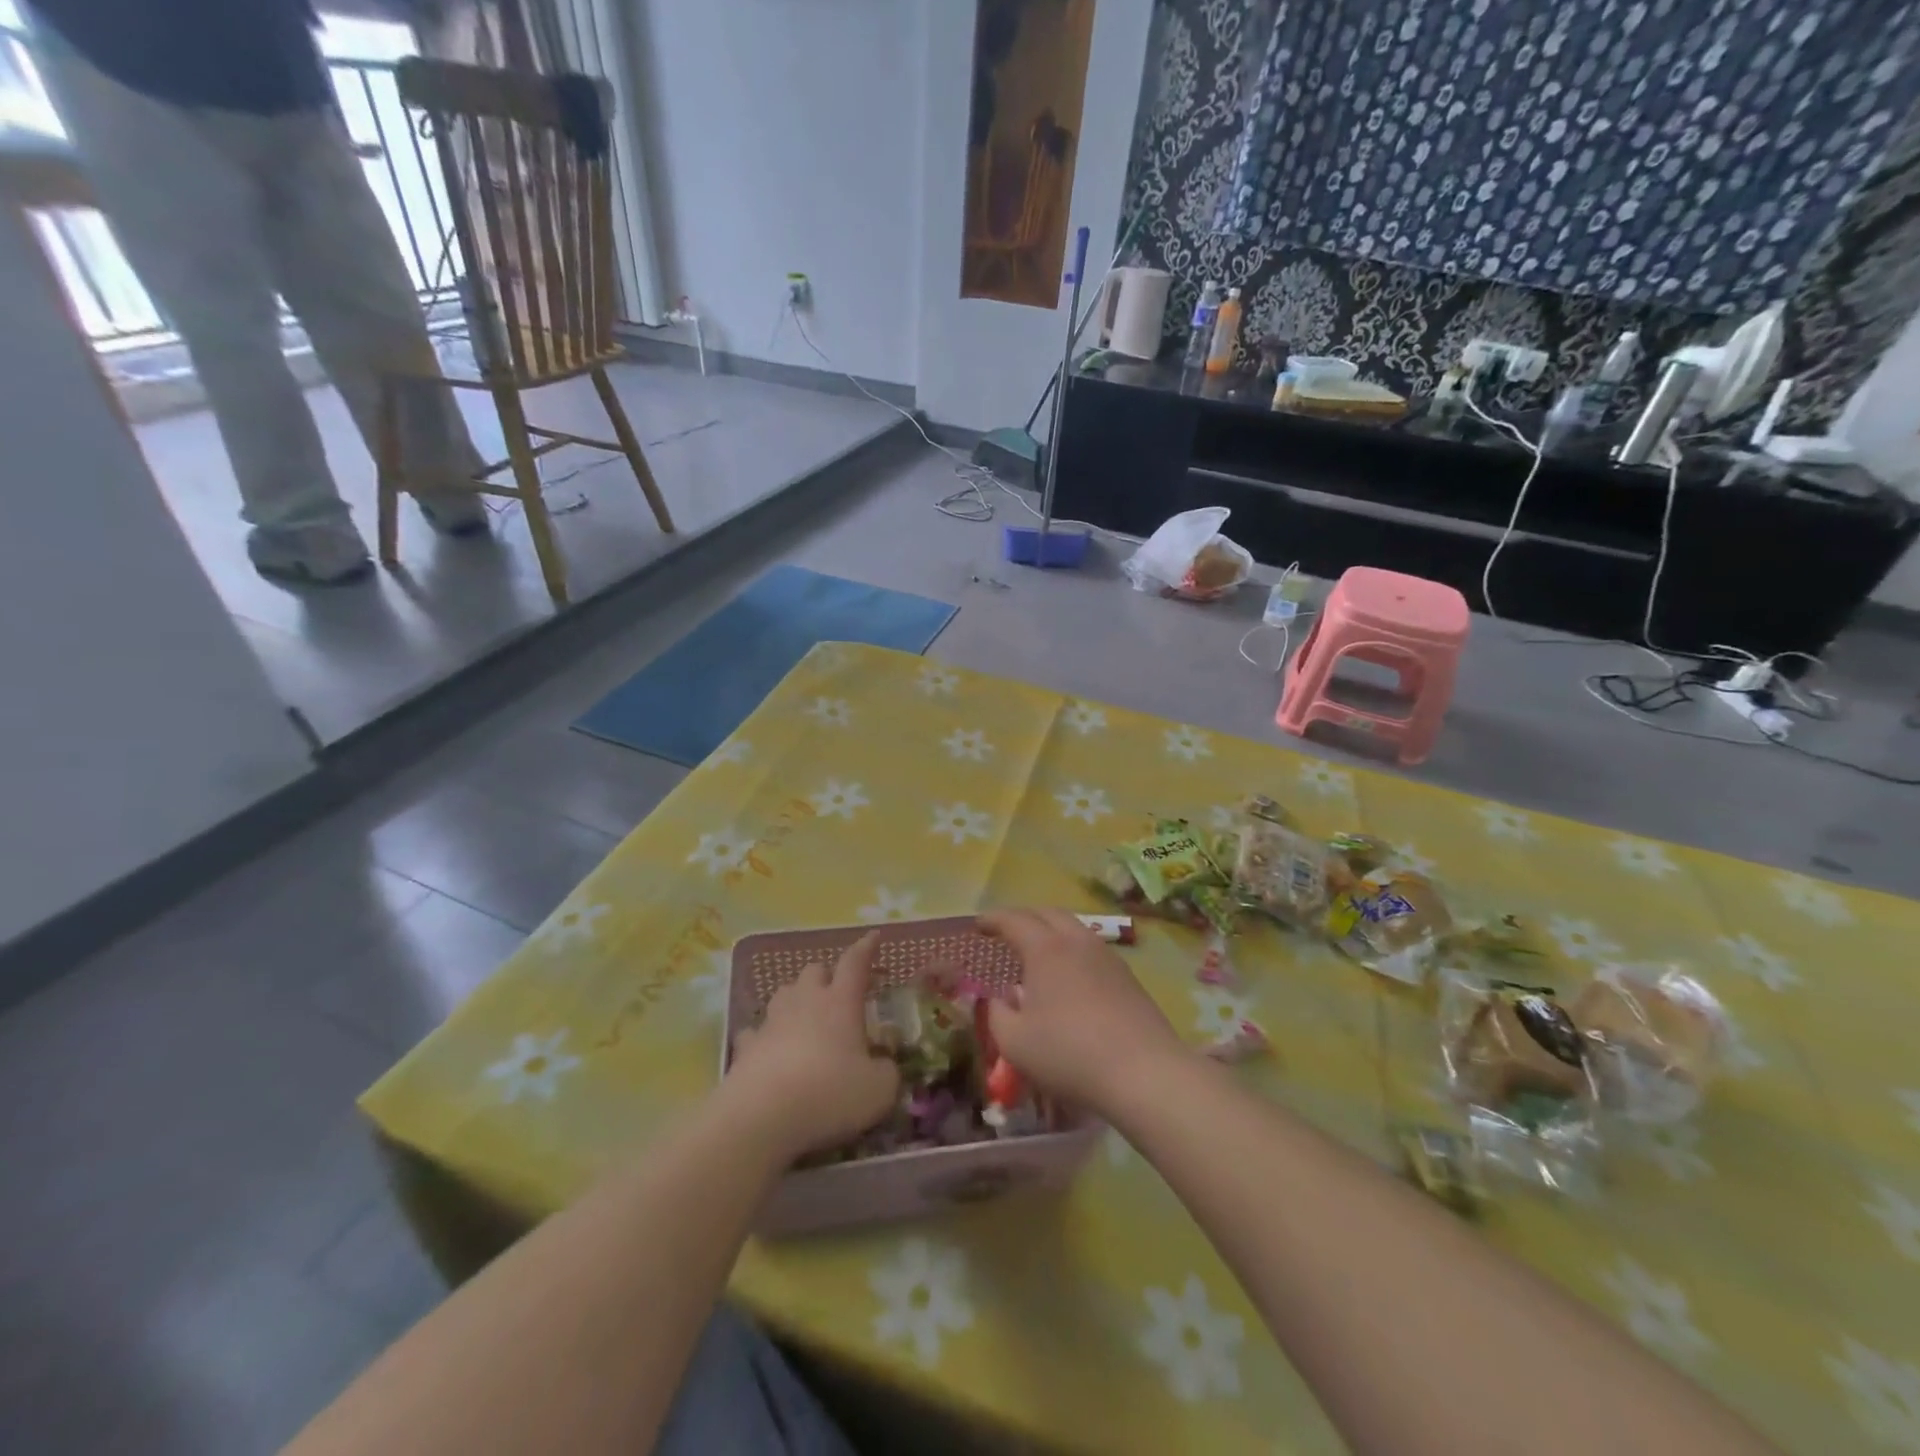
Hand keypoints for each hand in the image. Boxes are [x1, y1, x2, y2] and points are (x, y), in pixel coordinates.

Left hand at [724, 933, 900, 1158]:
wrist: (762, 1116)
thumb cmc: (829, 1093)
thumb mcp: (879, 1090)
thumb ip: (887, 1072)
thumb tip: (884, 1066)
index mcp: (841, 1002)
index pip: (855, 962)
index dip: (866, 948)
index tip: (873, 937)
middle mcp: (806, 1001)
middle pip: (815, 970)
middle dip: (827, 976)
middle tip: (838, 994)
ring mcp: (772, 1021)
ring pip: (784, 993)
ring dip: (796, 998)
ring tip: (805, 1016)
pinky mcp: (746, 1046)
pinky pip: (757, 1031)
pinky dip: (765, 1035)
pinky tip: (770, 1049)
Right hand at [978, 908, 1189, 1114]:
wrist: (1144, 1072)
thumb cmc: (1069, 1053)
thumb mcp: (1015, 1043)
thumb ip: (997, 1015)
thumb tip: (997, 1000)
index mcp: (1046, 949)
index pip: (1014, 920)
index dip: (993, 919)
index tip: (978, 924)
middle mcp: (1077, 942)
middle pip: (1048, 914)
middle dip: (1024, 918)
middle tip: (1007, 932)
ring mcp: (1108, 957)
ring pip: (1075, 929)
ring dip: (1052, 932)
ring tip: (1039, 953)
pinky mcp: (1128, 977)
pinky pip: (1092, 950)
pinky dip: (1073, 952)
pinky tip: (1070, 977)